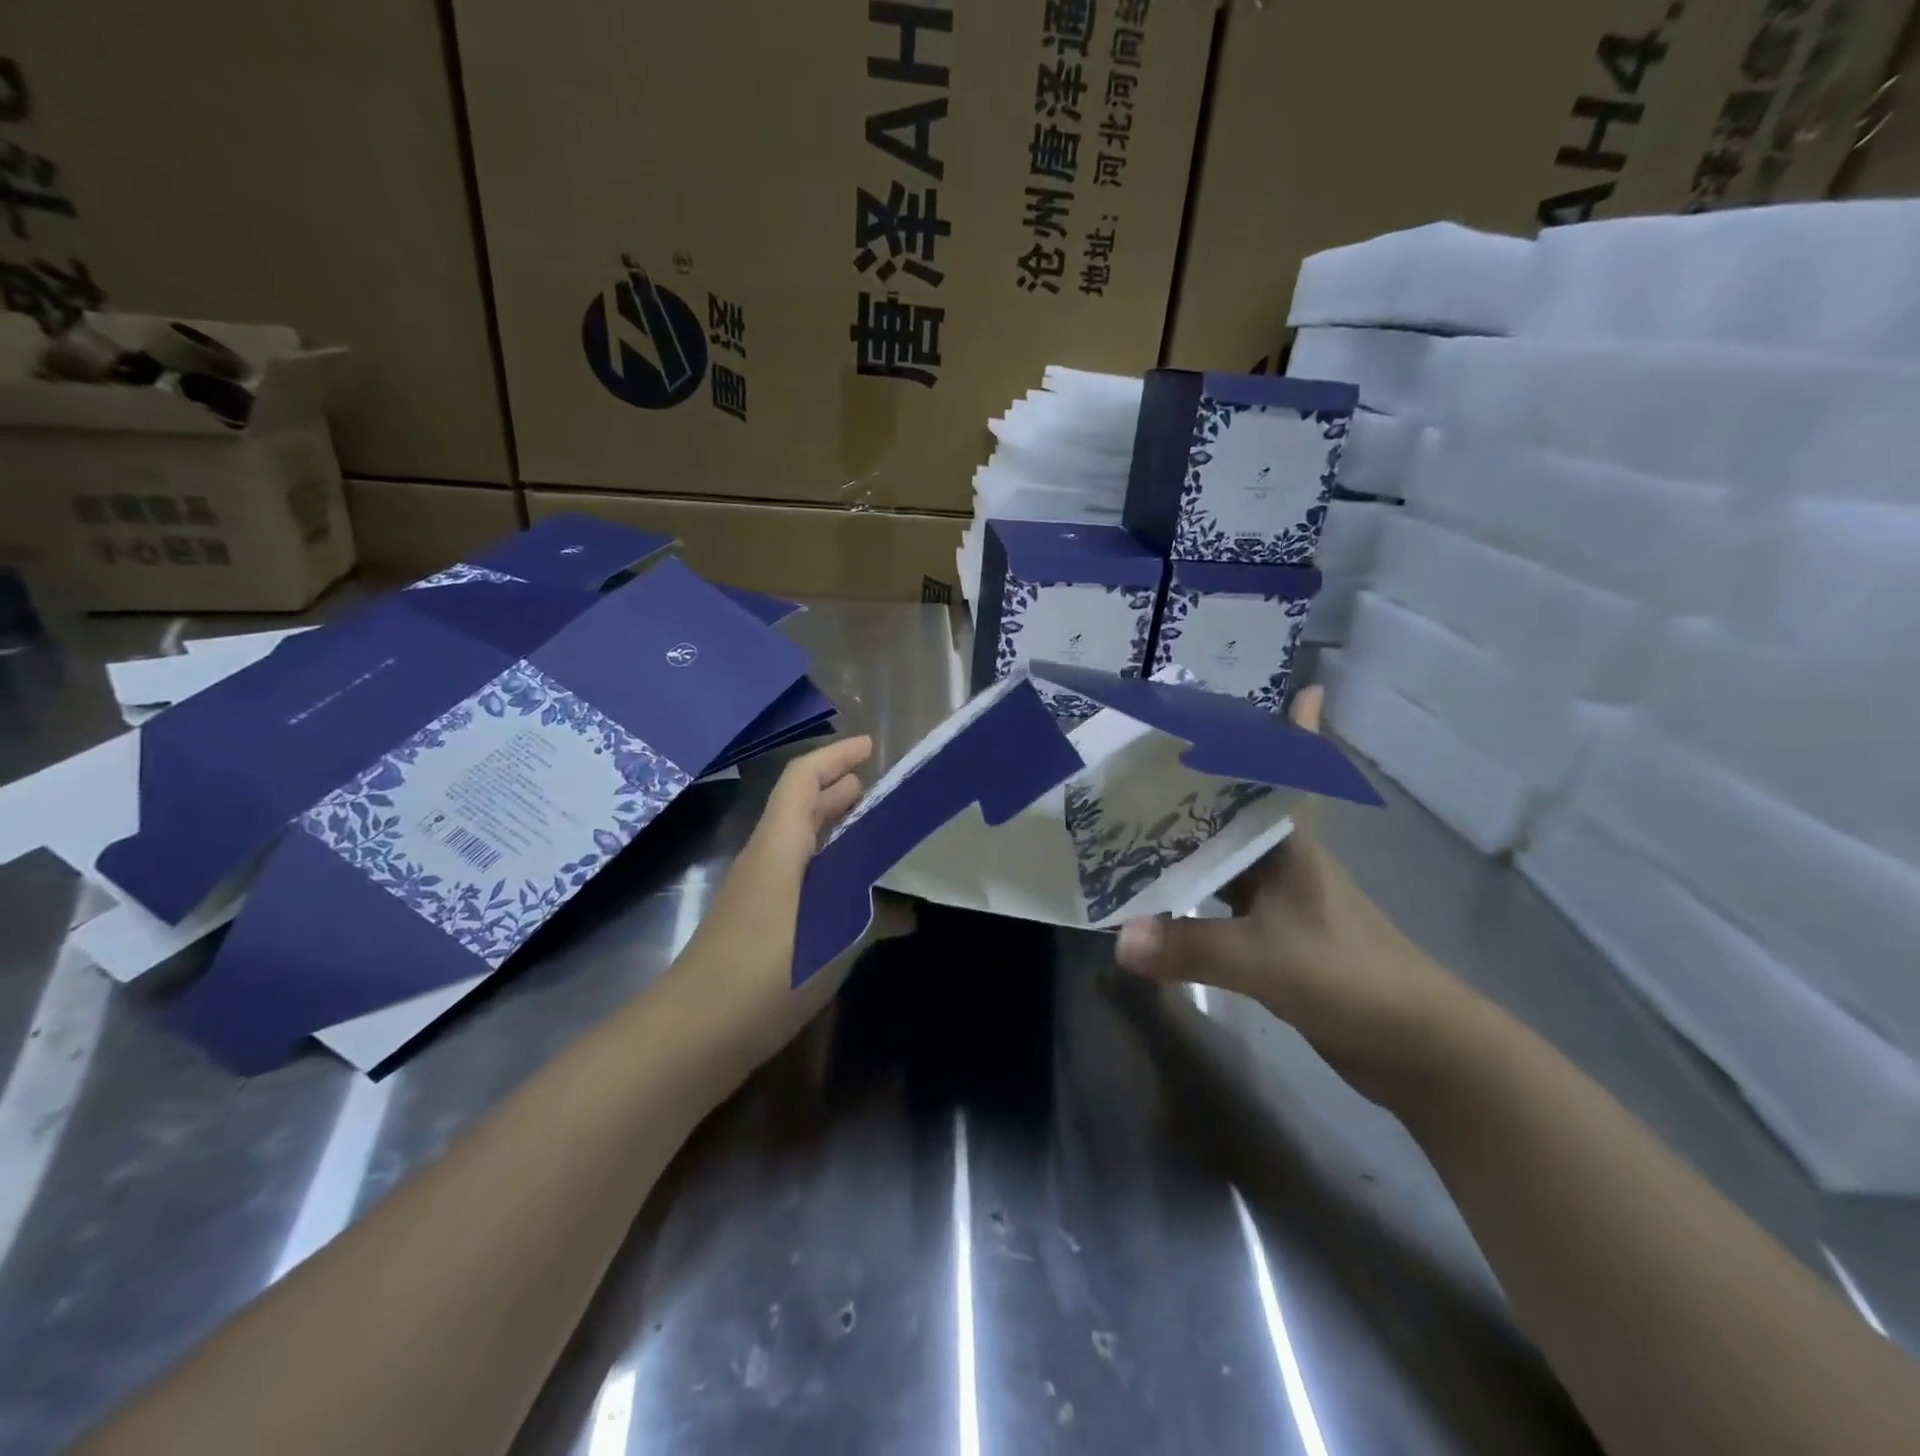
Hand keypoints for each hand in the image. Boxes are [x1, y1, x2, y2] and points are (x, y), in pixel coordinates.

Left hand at [661, 736, 913, 1069]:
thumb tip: (908, 911)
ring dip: (834, 829)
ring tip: (877, 832)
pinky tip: (856, 894)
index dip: (835, 757)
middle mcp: (766, 860)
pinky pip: (799, 876)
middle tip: (882, 790)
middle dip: (838, 790)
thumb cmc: (762, 975)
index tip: (871, 747)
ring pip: (800, 843)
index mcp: (778, 847)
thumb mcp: (830, 943)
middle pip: (800, 807)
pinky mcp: (759, 924)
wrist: (692, 1036)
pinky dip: (829, 869)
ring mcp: (759, 893)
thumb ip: (874, 920)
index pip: (801, 780)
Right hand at [1114, 686, 1479, 1102]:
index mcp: (1293, 847)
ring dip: (1195, 837)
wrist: (1418, 1047)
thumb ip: (1191, 947)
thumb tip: (1119, 939)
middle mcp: (1287, 863)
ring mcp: (1285, 902)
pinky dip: (1195, 892)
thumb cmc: (1351, 977)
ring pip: (1231, 855)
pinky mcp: (1279, 939)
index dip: (1302, 732)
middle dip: (1211, 779)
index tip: (1303, 687)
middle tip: (1156, 755)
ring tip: (1140, 816)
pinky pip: (1225, 900)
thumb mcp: (1266, 958)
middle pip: (1246, 808)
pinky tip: (1162, 894)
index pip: (1298, 773)